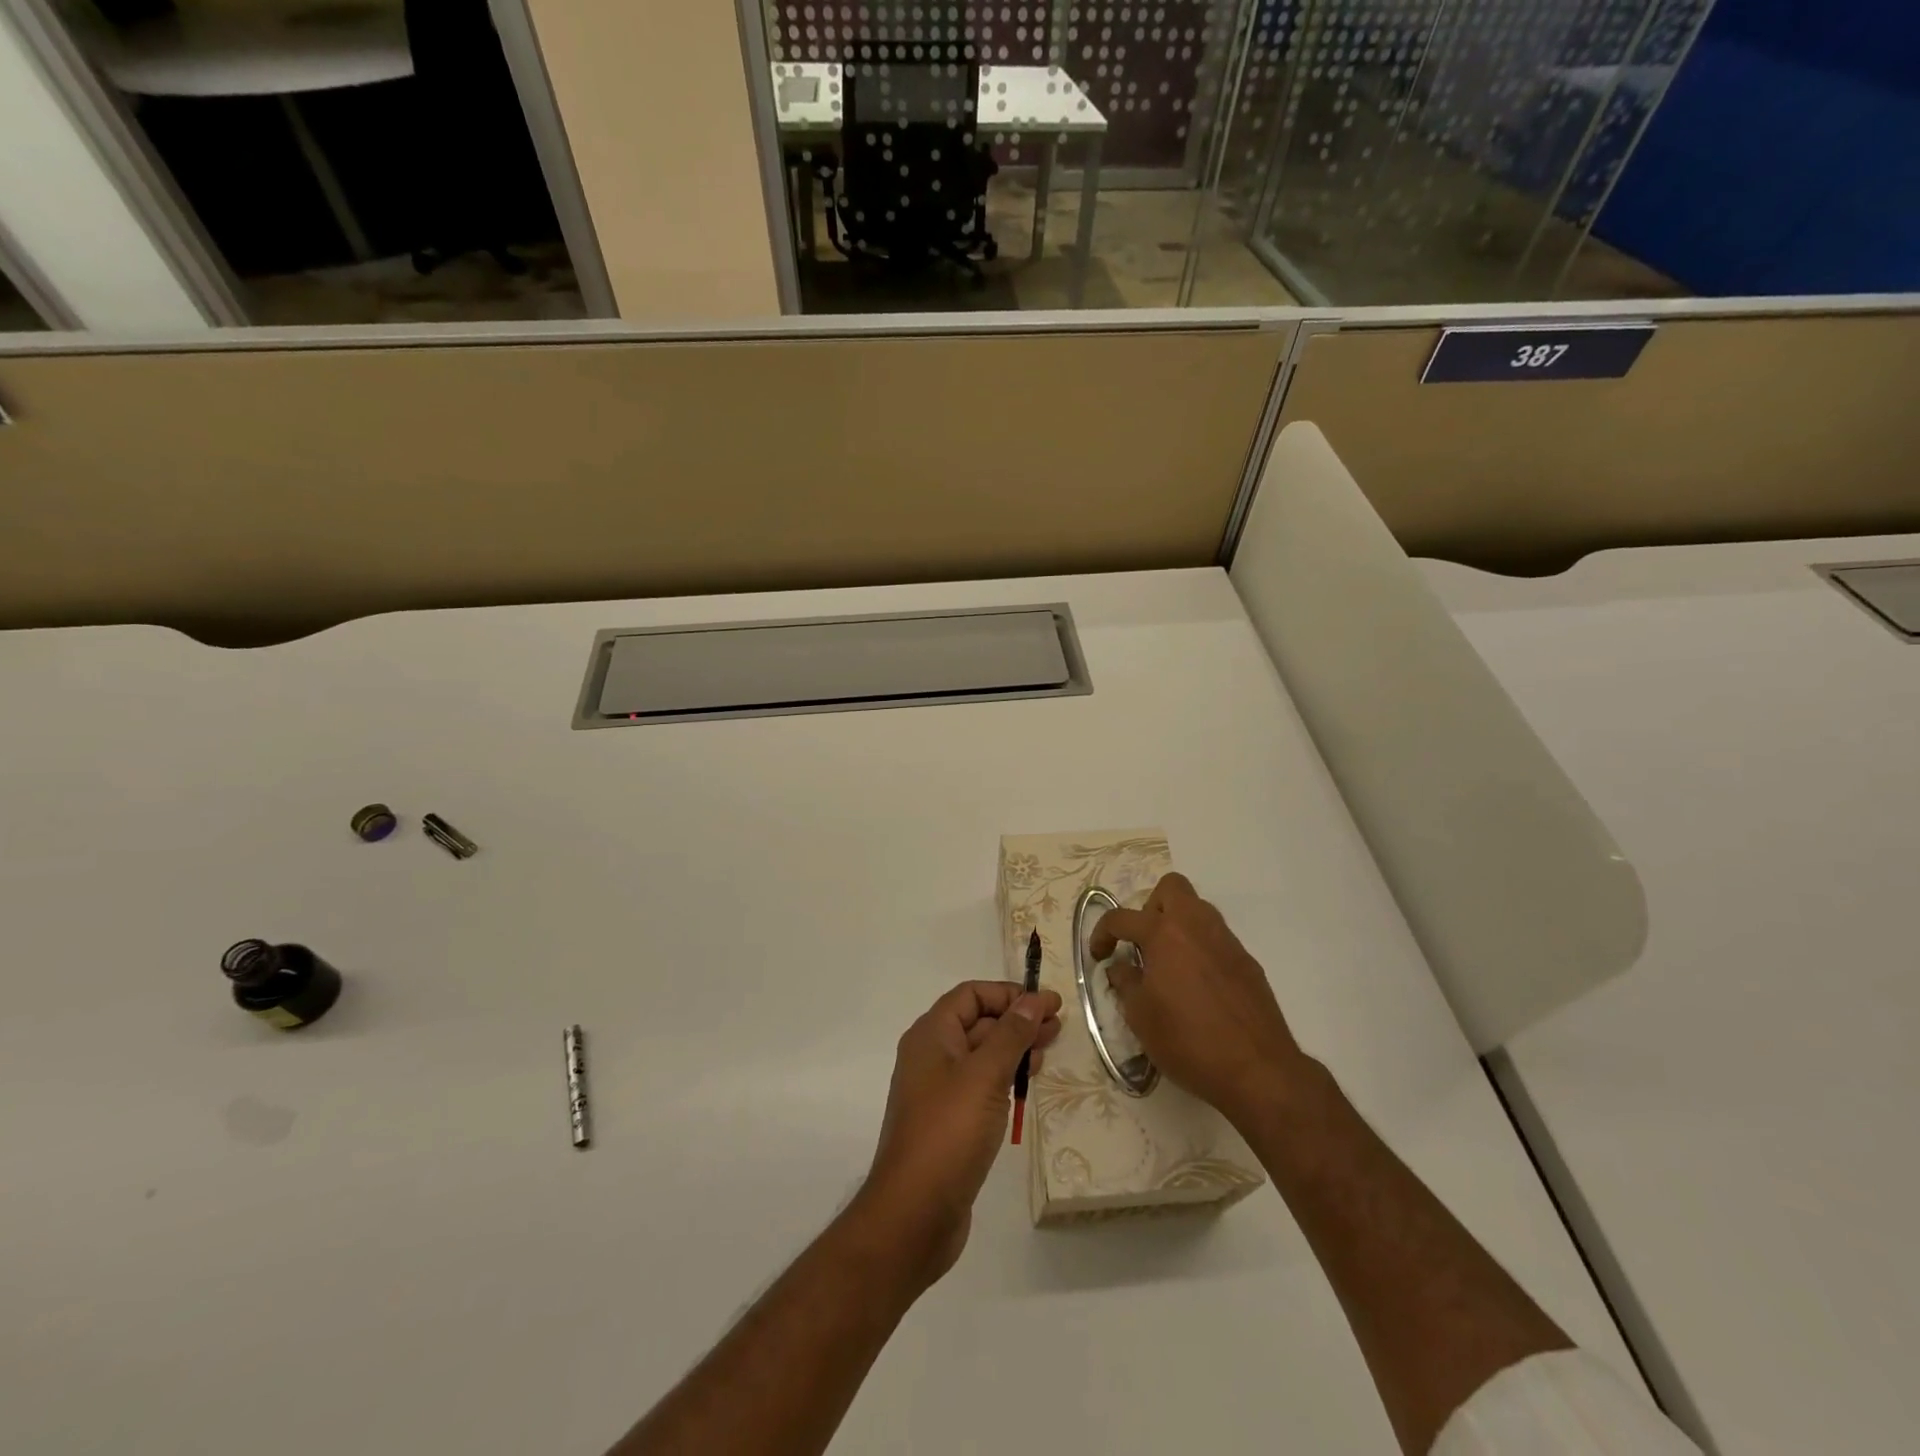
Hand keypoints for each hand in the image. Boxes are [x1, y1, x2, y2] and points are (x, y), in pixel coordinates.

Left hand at [860, 981, 1061, 1287]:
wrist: (914, 1214)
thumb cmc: (948, 1133)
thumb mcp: (984, 1076)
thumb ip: (1010, 1035)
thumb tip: (1031, 1000)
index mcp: (931, 1036)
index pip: (971, 995)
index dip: (1008, 994)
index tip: (1045, 1003)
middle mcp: (931, 1056)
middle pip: (978, 1022)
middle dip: (1017, 1019)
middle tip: (1058, 1026)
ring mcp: (939, 1091)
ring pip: (982, 1055)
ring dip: (1014, 1047)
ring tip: (1049, 1050)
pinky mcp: (950, 1122)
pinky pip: (980, 1085)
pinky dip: (1005, 1076)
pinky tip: (1028, 1083)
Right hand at [1091, 873, 1306, 1127]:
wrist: (1257, 1070)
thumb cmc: (1188, 1041)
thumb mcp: (1140, 1016)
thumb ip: (1125, 982)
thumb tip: (1121, 965)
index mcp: (1164, 934)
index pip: (1121, 917)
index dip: (1102, 933)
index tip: (1099, 955)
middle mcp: (1197, 926)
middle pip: (1171, 888)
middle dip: (1149, 907)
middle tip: (1142, 943)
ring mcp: (1227, 941)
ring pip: (1198, 910)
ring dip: (1177, 925)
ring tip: (1168, 964)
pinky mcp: (1248, 962)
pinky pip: (1217, 939)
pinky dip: (1200, 949)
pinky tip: (1198, 986)